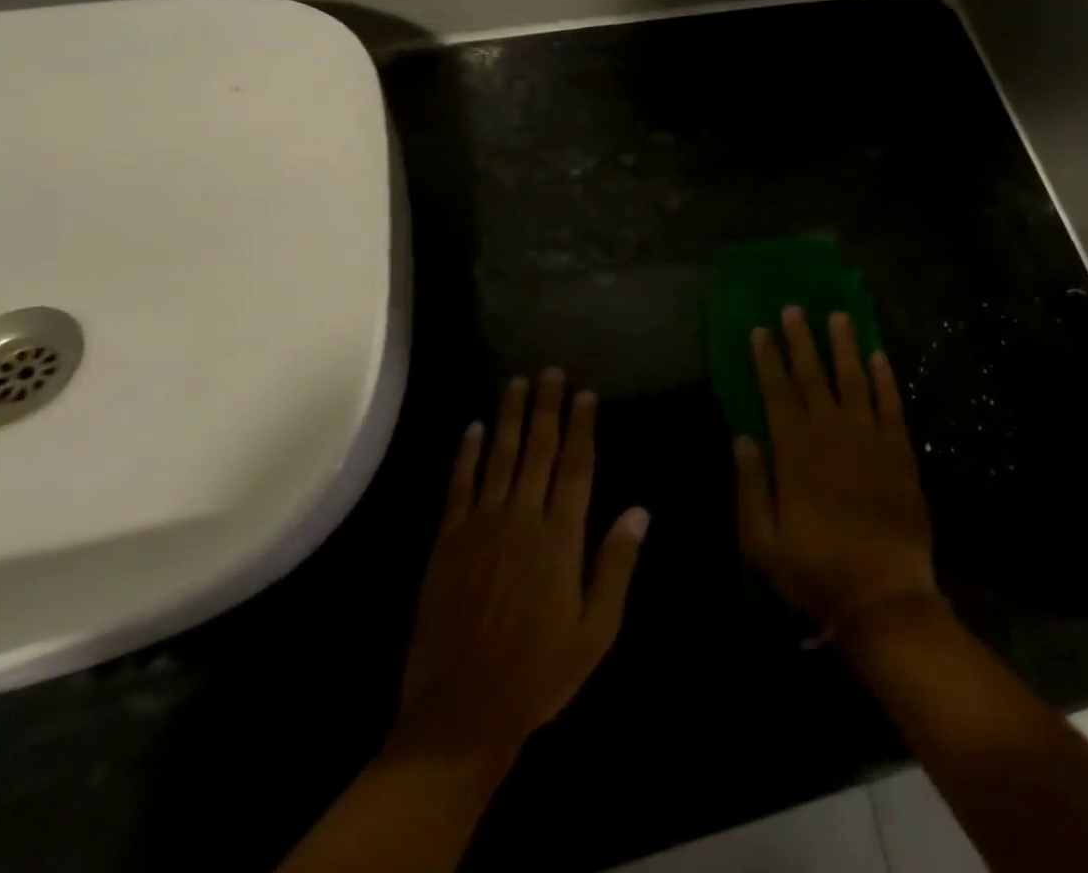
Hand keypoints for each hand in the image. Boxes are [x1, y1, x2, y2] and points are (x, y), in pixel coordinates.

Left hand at [389, 371, 648, 769]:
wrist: (459, 716)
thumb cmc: (539, 673)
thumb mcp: (596, 630)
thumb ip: (616, 565)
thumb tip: (640, 510)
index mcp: (561, 537)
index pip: (576, 467)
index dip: (581, 427)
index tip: (585, 394)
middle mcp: (522, 519)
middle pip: (538, 450)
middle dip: (546, 408)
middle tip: (550, 371)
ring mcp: (480, 527)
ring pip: (499, 457)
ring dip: (509, 417)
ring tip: (517, 383)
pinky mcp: (447, 543)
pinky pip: (459, 486)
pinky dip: (466, 454)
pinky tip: (473, 428)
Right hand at [734, 308, 939, 639]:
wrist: (883, 597)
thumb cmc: (815, 572)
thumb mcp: (761, 543)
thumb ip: (751, 486)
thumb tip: (743, 436)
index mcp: (796, 452)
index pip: (777, 392)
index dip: (768, 359)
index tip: (761, 330)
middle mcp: (832, 433)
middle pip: (814, 376)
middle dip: (802, 340)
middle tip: (795, 308)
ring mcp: (870, 439)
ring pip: (854, 380)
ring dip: (844, 346)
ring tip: (838, 315)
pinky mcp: (901, 451)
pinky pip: (892, 404)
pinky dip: (884, 378)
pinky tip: (878, 356)